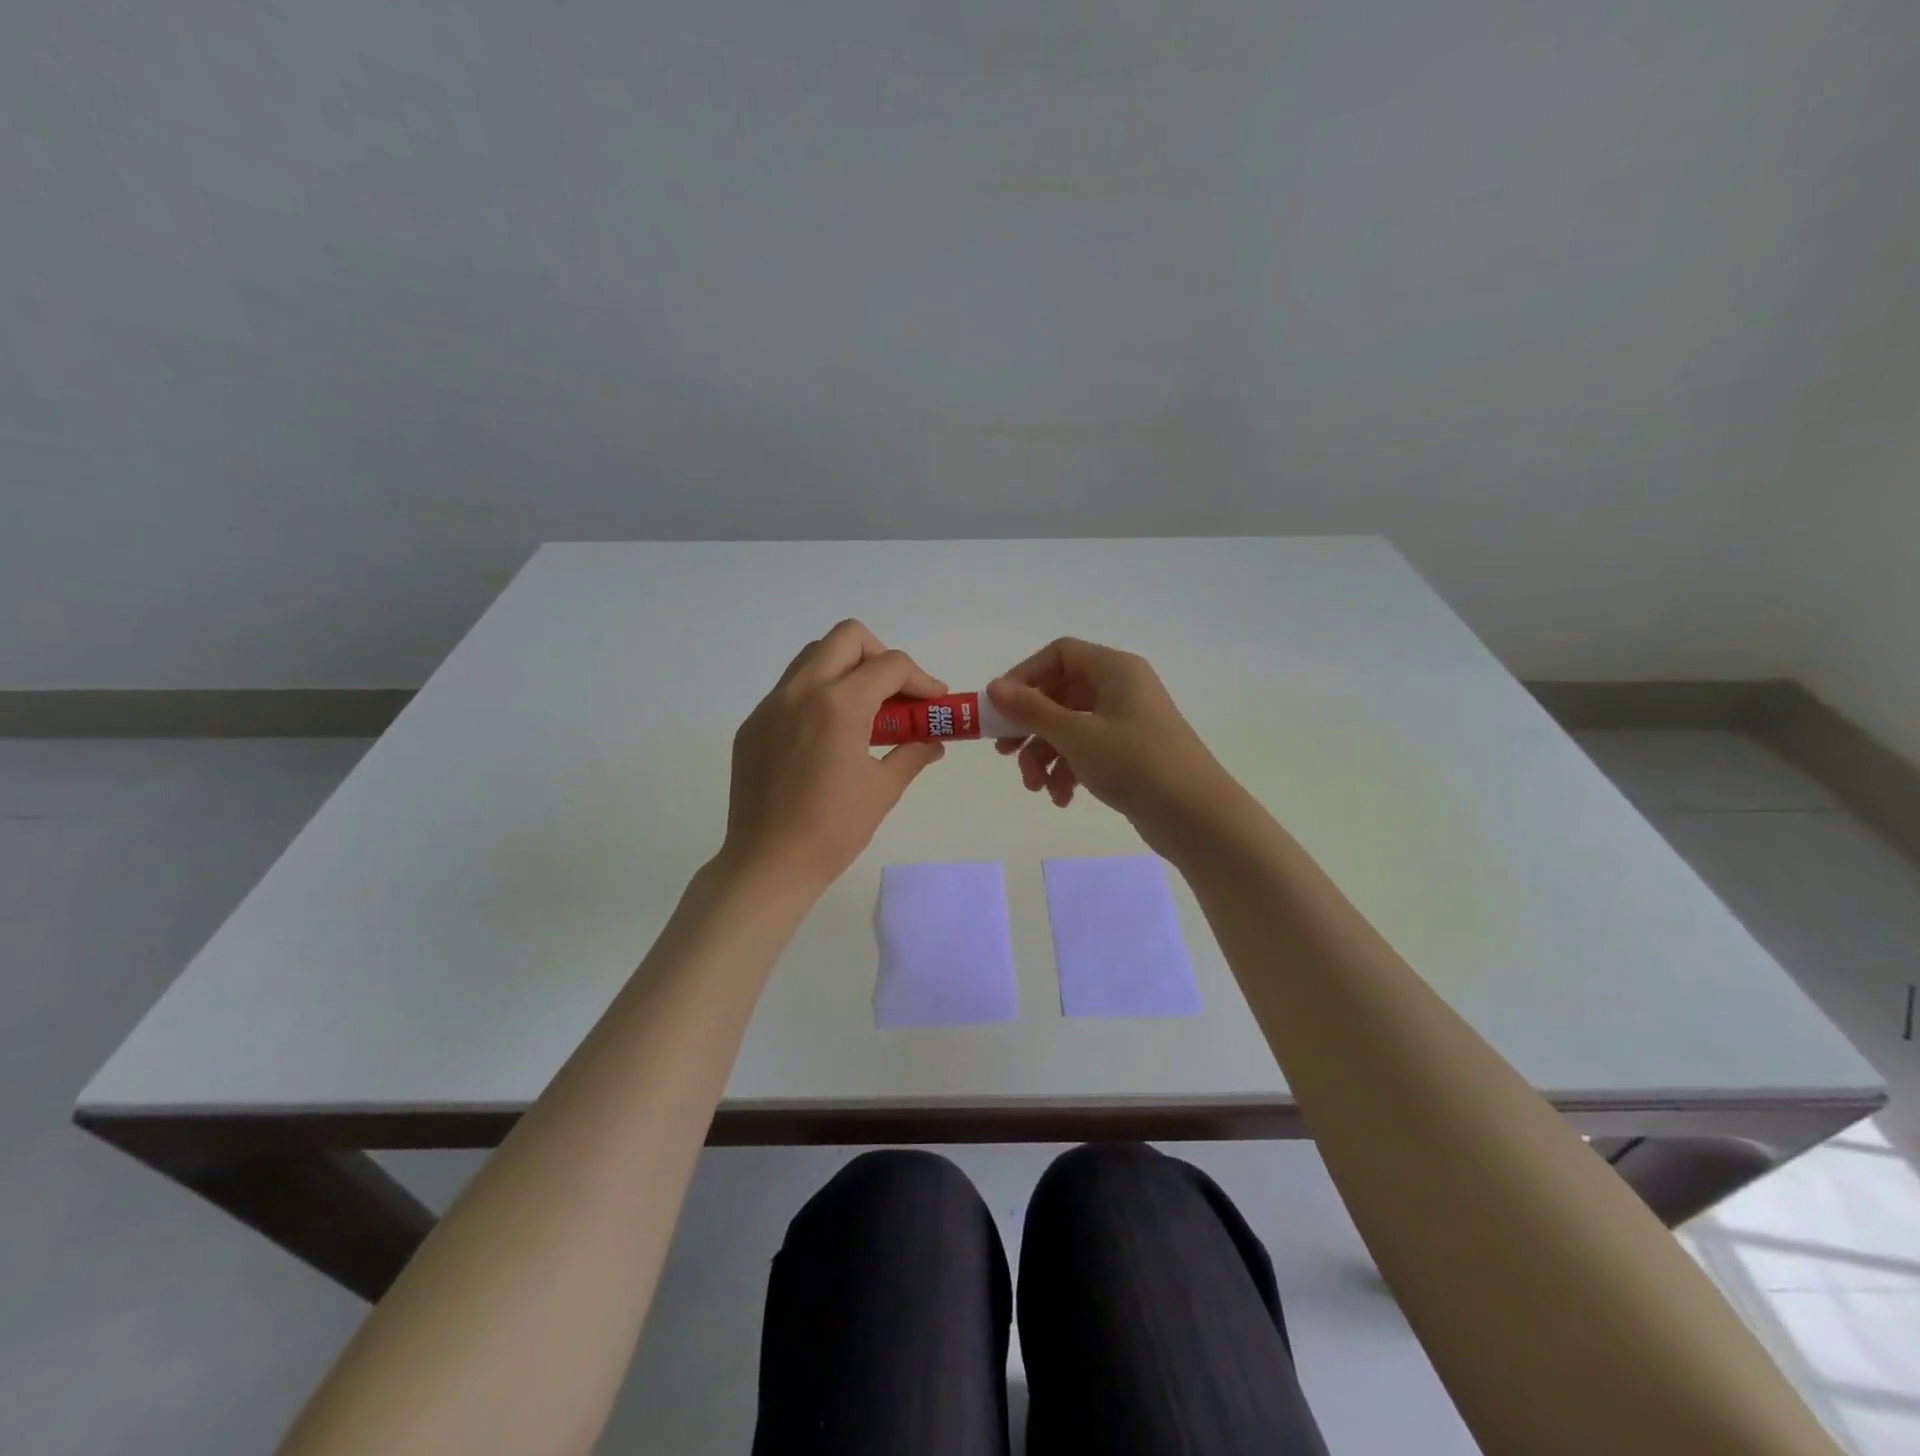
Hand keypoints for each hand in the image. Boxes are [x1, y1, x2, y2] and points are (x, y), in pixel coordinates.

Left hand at [722, 620, 947, 892]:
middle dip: (880, 656)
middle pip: (847, 637)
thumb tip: (933, 741)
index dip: (921, 679)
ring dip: (846, 669)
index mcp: (840, 704)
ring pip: (813, 656)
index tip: (934, 702)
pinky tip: (827, 735)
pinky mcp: (753, 724)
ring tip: (863, 710)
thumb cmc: (834, 828)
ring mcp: (771, 705)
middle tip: (894, 693)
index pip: (890, 665)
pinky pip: (790, 689)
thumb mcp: (883, 789)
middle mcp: (802, 690)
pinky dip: (817, 694)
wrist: (768, 862)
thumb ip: (912, 753)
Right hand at [986, 638, 1236, 850]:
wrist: (1196, 816)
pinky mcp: (1129, 753)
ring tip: (1036, 787)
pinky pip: (1087, 751)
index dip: (1025, 676)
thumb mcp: (1076, 735)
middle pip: (1060, 694)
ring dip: (1045, 756)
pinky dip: (1069, 771)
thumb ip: (1031, 710)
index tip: (1000, 708)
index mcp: (1114, 670)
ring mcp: (1126, 722)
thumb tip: (994, 687)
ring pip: (1069, 727)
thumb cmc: (1135, 763)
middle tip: (1004, 753)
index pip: (1059, 655)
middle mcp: (1121, 689)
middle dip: (1030, 727)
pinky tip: (1062, 798)